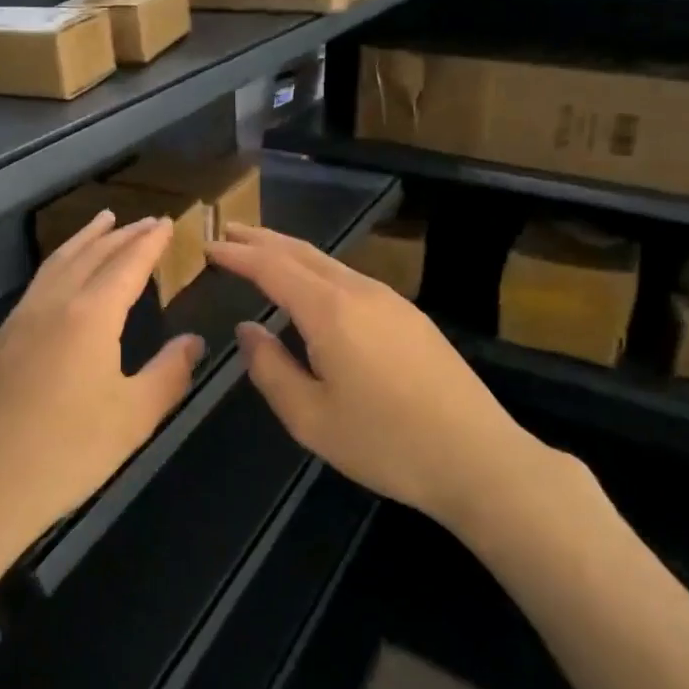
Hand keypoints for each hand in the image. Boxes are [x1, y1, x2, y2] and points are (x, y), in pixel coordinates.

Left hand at [0, 211, 203, 575]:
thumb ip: (169, 372)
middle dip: (121, 235)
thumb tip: (193, 340)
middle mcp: (52, 306)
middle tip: (145, 220)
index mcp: (90, 317)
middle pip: (91, 255)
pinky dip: (59, 264)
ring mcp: (18, 321)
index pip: (127, 265)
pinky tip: (62, 277)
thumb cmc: (68, 453)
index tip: (167, 223)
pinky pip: (36, 286)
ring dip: (84, 240)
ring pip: (56, 264)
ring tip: (102, 223)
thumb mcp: (134, 417)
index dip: (149, 243)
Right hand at [206, 224, 565, 534]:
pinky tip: (314, 289)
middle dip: (262, 240)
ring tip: (263, 253)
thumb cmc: (386, 443)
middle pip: (302, 253)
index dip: (238, 254)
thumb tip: (248, 328)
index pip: (272, 268)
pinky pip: (351, 280)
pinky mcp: (411, 317)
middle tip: (228, 231)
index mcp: (330, 311)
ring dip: (291, 253)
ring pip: (329, 263)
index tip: (209, 246)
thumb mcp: (310, 418)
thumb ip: (270, 368)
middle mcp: (360, 292)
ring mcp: (391, 301)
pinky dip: (318, 272)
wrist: (478, 457)